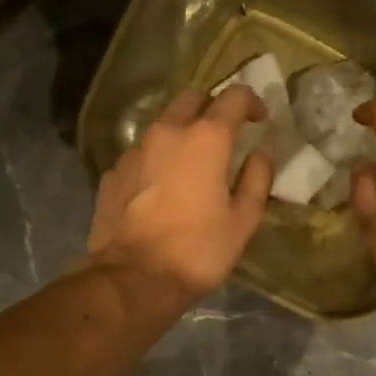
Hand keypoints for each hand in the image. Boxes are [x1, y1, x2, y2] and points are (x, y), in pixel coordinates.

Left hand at [87, 85, 272, 306]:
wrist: (133, 278)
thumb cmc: (198, 250)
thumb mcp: (243, 220)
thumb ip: (257, 178)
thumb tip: (262, 151)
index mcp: (205, 139)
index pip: (234, 97)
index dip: (251, 102)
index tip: (260, 120)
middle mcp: (167, 132)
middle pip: (192, 99)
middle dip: (212, 108)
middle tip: (225, 135)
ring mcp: (134, 151)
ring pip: (162, 125)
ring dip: (182, 133)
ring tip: (192, 164)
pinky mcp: (113, 173)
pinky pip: (141, 154)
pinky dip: (157, 160)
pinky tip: (162, 188)